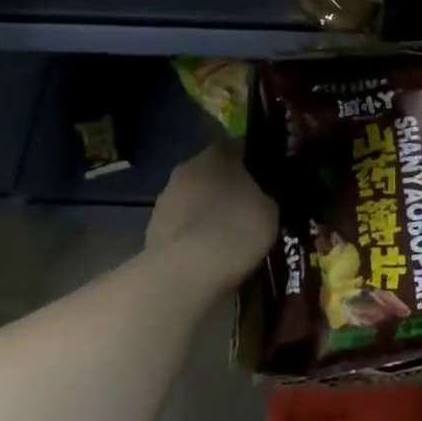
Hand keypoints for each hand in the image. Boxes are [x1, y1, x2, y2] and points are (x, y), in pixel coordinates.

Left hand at [143, 145, 278, 298]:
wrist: (186, 272)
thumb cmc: (235, 230)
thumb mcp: (270, 211)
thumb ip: (264, 197)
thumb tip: (261, 198)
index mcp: (217, 155)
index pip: (237, 148)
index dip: (252, 164)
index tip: (265, 182)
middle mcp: (187, 168)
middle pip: (212, 174)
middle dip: (227, 189)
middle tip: (246, 211)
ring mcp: (165, 199)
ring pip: (193, 200)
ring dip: (206, 213)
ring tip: (226, 239)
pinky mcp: (152, 229)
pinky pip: (181, 226)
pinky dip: (192, 236)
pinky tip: (207, 256)